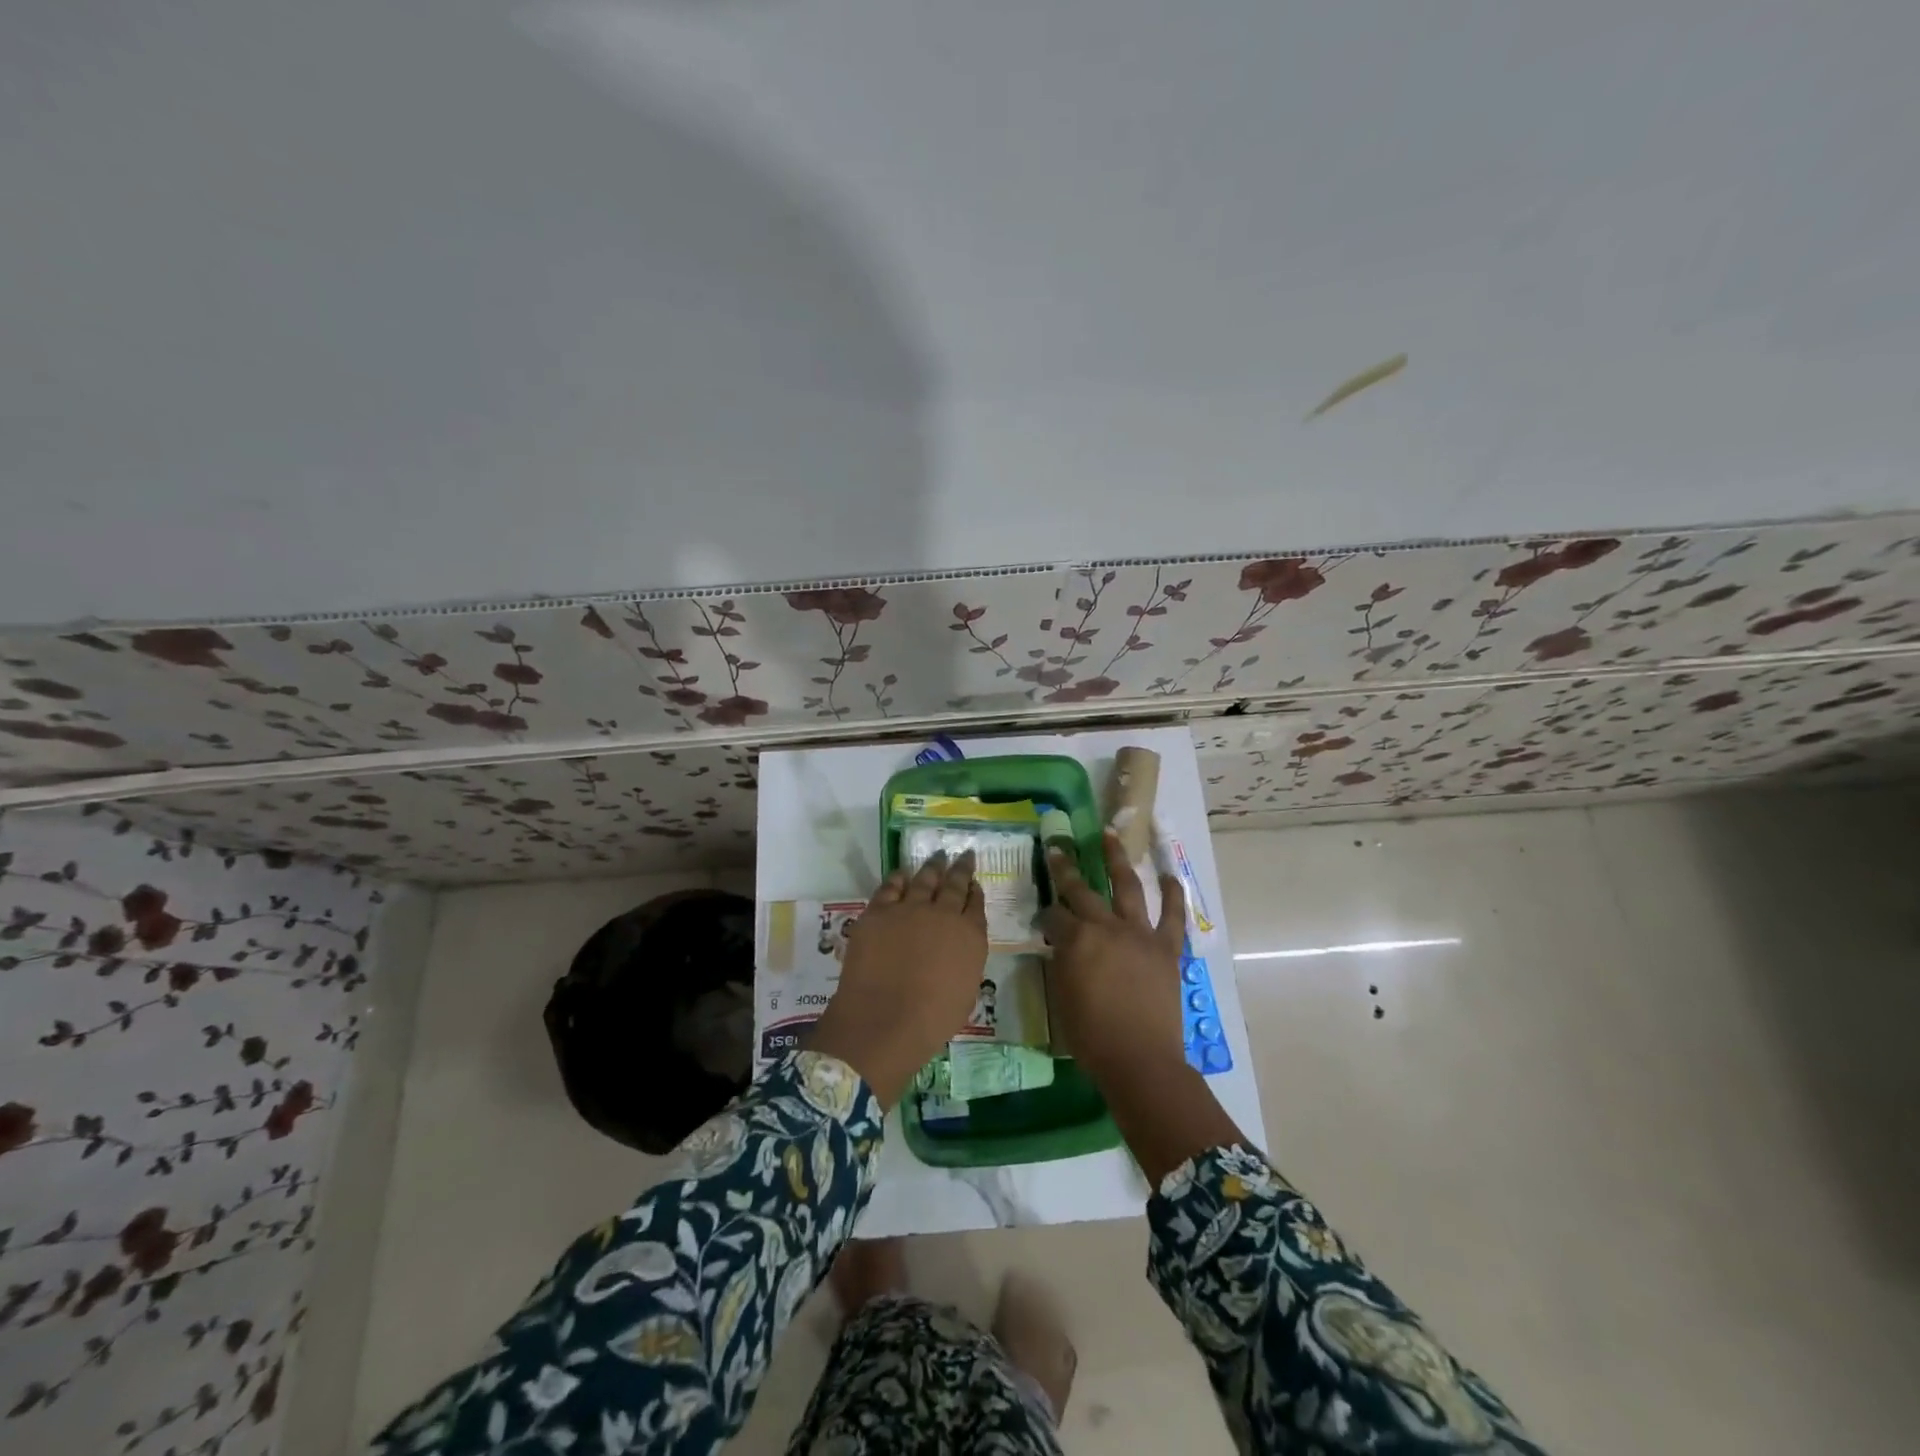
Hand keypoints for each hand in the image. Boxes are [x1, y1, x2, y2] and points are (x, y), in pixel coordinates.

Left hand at [806, 851, 986, 1106]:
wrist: (884, 1019)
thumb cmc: (932, 1019)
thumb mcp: (965, 991)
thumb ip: (964, 961)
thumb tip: (956, 950)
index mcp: (970, 936)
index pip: (976, 905)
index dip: (975, 891)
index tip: (975, 882)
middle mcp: (944, 914)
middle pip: (954, 884)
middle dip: (960, 868)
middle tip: (964, 854)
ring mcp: (909, 909)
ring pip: (924, 879)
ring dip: (933, 867)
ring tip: (938, 856)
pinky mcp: (878, 912)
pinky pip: (890, 887)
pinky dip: (898, 878)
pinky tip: (902, 874)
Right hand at [1043, 829, 1187, 1089]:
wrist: (1140, 1059)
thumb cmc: (1091, 1035)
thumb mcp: (1061, 995)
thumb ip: (1062, 962)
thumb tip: (1063, 945)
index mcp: (1077, 939)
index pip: (1054, 915)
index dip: (1046, 914)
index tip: (1043, 917)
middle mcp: (1107, 926)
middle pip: (1082, 890)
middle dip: (1066, 868)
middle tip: (1058, 848)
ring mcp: (1140, 934)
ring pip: (1128, 887)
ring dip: (1117, 859)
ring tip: (1111, 836)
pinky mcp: (1166, 948)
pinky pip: (1173, 915)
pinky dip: (1174, 894)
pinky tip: (1169, 875)